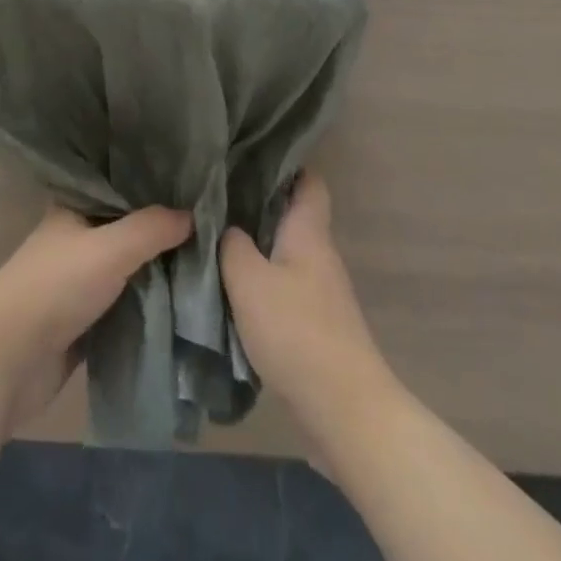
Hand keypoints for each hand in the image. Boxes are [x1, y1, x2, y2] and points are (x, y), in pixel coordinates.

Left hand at [0, 204, 192, 428]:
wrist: (9, 360)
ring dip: (158, 267)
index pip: (119, 184)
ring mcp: (79, 280)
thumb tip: (192, 215)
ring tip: (207, 257)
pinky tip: (183, 297)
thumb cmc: (55, 287)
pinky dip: (148, 301)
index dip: (152, 182)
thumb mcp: (110, 248)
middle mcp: (76, 237)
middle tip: (211, 222)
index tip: (192, 181)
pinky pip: (125, 302)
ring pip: (128, 266)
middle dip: (161, 228)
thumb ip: (151, 228)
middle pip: (127, 227)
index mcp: (74, 208)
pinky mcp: (84, 319)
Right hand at [220, 172, 389, 424]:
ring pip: (286, 250)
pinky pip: (285, 283)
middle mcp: (319, 253)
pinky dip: (262, 278)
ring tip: (216, 234)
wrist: (345, 410)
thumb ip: (231, 245)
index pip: (309, 180)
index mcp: (309, 231)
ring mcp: (321, 290)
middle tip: (218, 191)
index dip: (286, 162)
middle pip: (292, 214)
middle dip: (259, 202)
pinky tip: (233, 285)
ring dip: (257, 243)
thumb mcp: (249, 280)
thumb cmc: (296, 331)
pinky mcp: (316, 323)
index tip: (251, 151)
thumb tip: (225, 227)